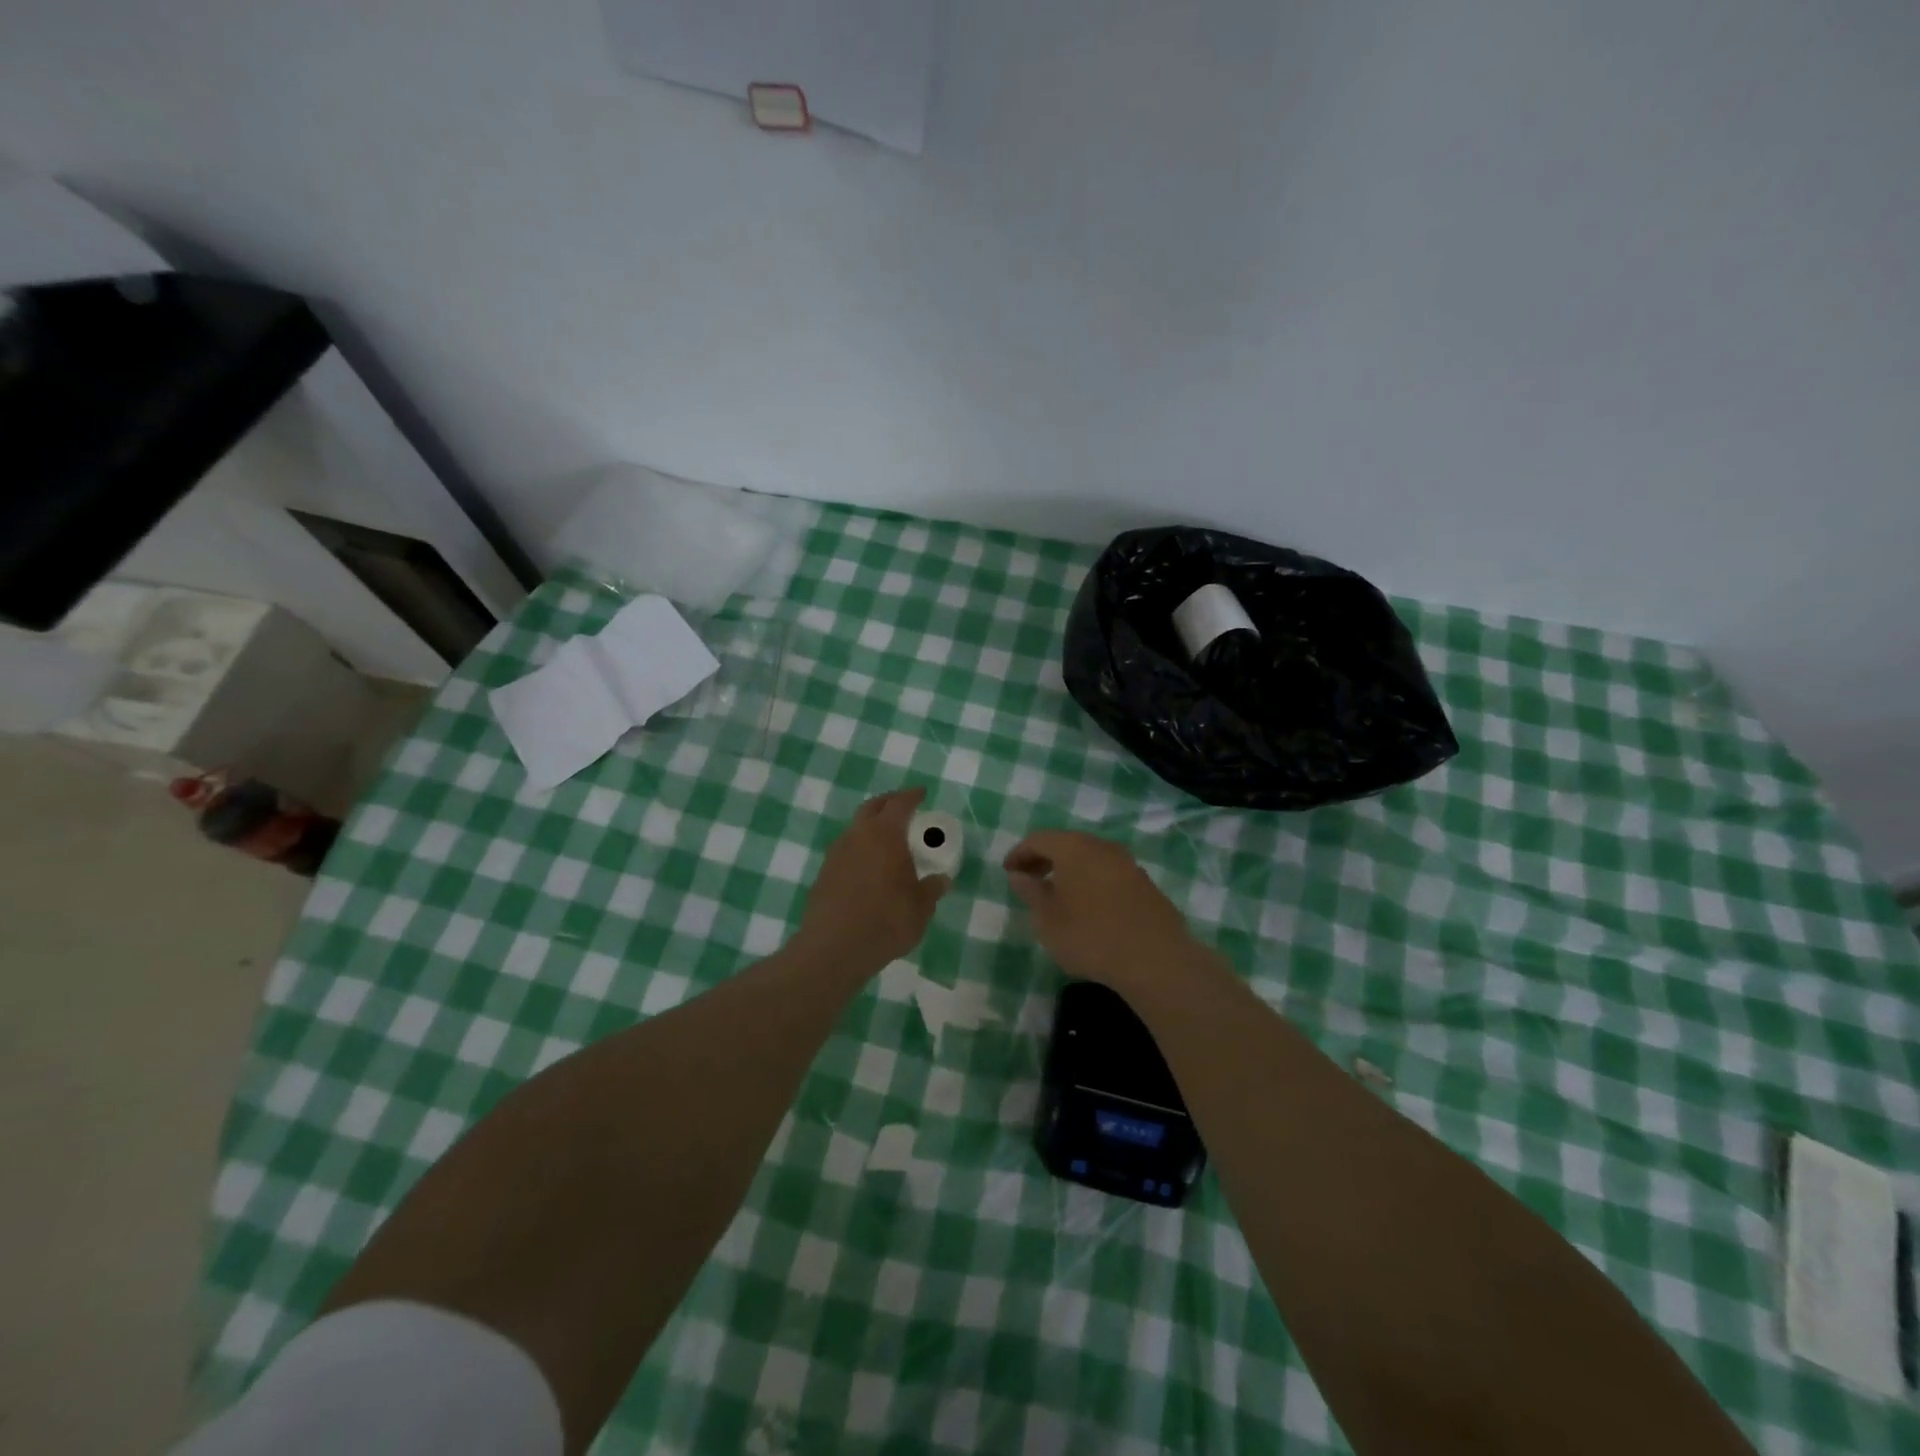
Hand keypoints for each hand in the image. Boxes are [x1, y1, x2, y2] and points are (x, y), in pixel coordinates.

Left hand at [797, 787, 950, 971]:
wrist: (833, 949)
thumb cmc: (885, 921)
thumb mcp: (920, 908)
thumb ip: (931, 890)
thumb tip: (941, 880)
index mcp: (884, 834)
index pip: (899, 804)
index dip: (912, 796)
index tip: (921, 793)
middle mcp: (857, 836)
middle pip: (872, 808)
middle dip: (888, 803)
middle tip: (902, 808)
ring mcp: (836, 854)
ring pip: (855, 829)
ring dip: (871, 828)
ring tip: (887, 841)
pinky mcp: (823, 875)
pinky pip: (845, 851)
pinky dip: (859, 850)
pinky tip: (868, 869)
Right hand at [1003, 830, 1198, 991]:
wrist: (1154, 959)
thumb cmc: (1090, 935)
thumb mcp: (1047, 918)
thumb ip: (1030, 892)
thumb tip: (1019, 875)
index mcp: (1074, 847)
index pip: (1039, 839)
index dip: (1020, 854)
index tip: (1008, 872)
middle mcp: (1102, 847)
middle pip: (1066, 844)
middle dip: (1044, 860)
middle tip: (1029, 881)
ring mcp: (1128, 864)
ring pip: (1090, 858)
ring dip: (1069, 871)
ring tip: (1057, 896)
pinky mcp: (1145, 884)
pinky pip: (1108, 874)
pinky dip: (1091, 882)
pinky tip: (1088, 908)